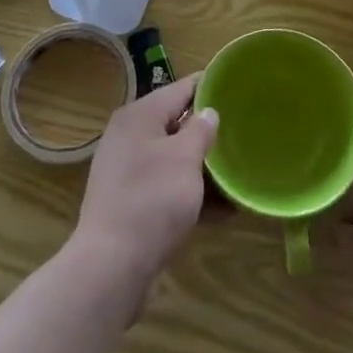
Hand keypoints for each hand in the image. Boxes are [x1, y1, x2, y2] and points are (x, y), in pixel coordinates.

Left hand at [68, 76, 217, 299]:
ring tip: (237, 173)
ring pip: (173, 158)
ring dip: (203, 167)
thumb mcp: (185, 159)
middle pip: (176, 123)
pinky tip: (222, 211)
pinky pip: (166, 186)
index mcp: (140, 115)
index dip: (210, 86)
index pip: (181, 88)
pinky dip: (190, 193)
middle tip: (242, 132)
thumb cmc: (152, 200)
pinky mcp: (129, 203)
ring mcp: (126, 171)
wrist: (111, 267)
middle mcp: (129, 136)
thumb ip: (200, 130)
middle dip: (208, 131)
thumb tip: (208, 112)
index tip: (238, 87)